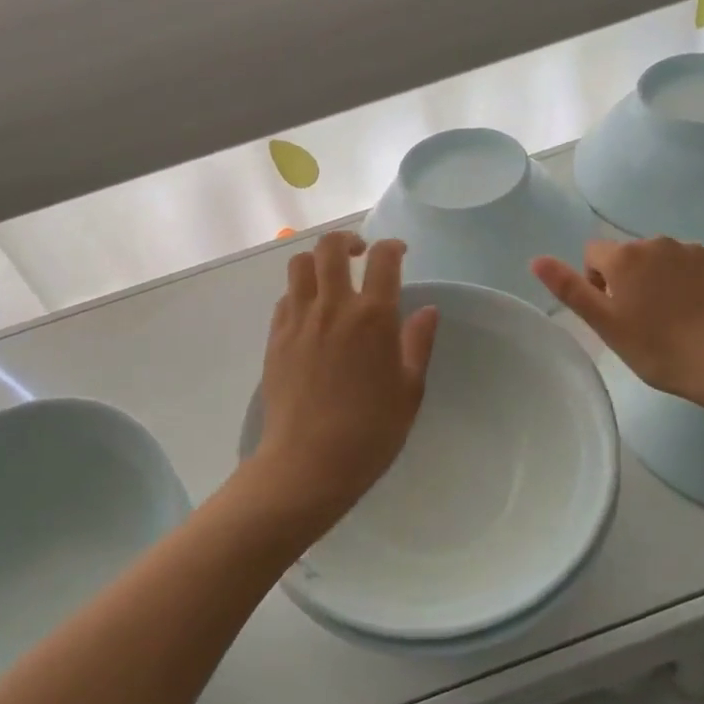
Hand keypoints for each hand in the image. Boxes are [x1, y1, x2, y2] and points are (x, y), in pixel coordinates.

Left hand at [248, 232, 438, 537]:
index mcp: (373, 317)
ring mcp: (299, 320)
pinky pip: (285, 298)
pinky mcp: (275, 337)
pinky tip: (310, 314)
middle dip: (347, 240)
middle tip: (360, 254)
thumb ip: (418, 343)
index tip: (399, 252)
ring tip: (330, 279)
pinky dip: (299, 293)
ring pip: (300, 264)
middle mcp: (333, 307)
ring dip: (317, 261)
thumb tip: (427, 309)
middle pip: (331, 247)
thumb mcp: (409, 391)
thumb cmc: (370, 432)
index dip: (393, 246)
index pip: (383, 259)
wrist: (308, 462)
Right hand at [533, 238, 703, 404]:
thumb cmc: (658, 348)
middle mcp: (660, 243)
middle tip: (643, 320)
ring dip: (663, 280)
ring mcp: (699, 252)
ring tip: (676, 318)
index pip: (594, 255)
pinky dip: (696, 285)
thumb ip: (570, 288)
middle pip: (632, 255)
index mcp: (625, 256)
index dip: (597, 283)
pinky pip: (700, 269)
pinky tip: (703, 314)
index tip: (614, 313)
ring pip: (667, 261)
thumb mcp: (605, 324)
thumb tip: (536, 259)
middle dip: (632, 279)